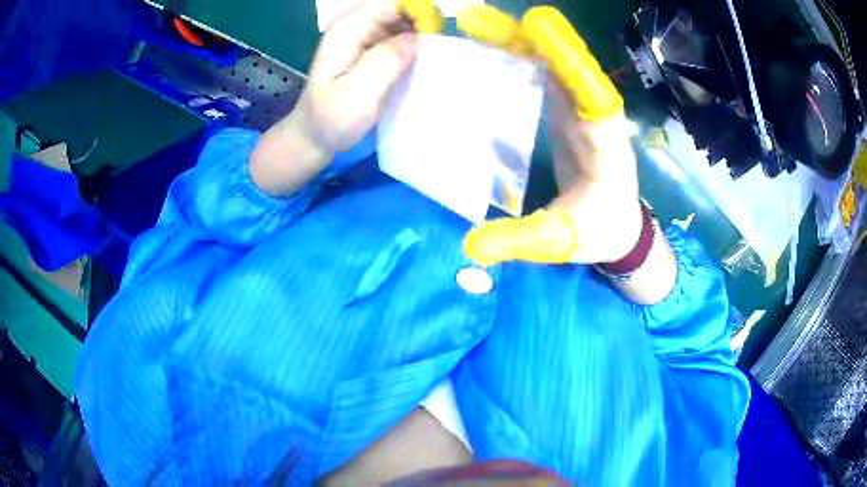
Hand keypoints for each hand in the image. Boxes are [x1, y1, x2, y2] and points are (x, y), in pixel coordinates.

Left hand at [250, 0, 442, 196]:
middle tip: (438, 50)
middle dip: (422, 22)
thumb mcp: (357, 94)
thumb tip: (416, 38)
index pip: (390, 3)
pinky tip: (421, 62)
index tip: (436, 34)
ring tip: (433, 58)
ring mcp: (362, 36)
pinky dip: (413, 44)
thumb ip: (385, 62)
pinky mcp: (369, 49)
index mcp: (348, 29)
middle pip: (398, 9)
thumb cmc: (331, 119)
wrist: (313, 136)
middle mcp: (354, 25)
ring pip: (401, 21)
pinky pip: (398, 36)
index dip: (417, 11)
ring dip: (420, 34)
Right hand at [457, 6, 640, 264]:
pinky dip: (516, 58)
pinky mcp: (564, 111)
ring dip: (517, 41)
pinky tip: (485, 49)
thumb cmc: (600, 232)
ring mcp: (578, 110)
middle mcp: (595, 117)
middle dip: (527, 40)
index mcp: (606, 147)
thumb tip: (470, 247)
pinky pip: (542, 75)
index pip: (593, 97)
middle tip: (476, 20)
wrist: (618, 226)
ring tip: (473, 25)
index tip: (537, 28)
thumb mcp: (561, 242)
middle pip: (566, 67)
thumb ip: (521, 241)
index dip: (568, 61)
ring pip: (551, 64)